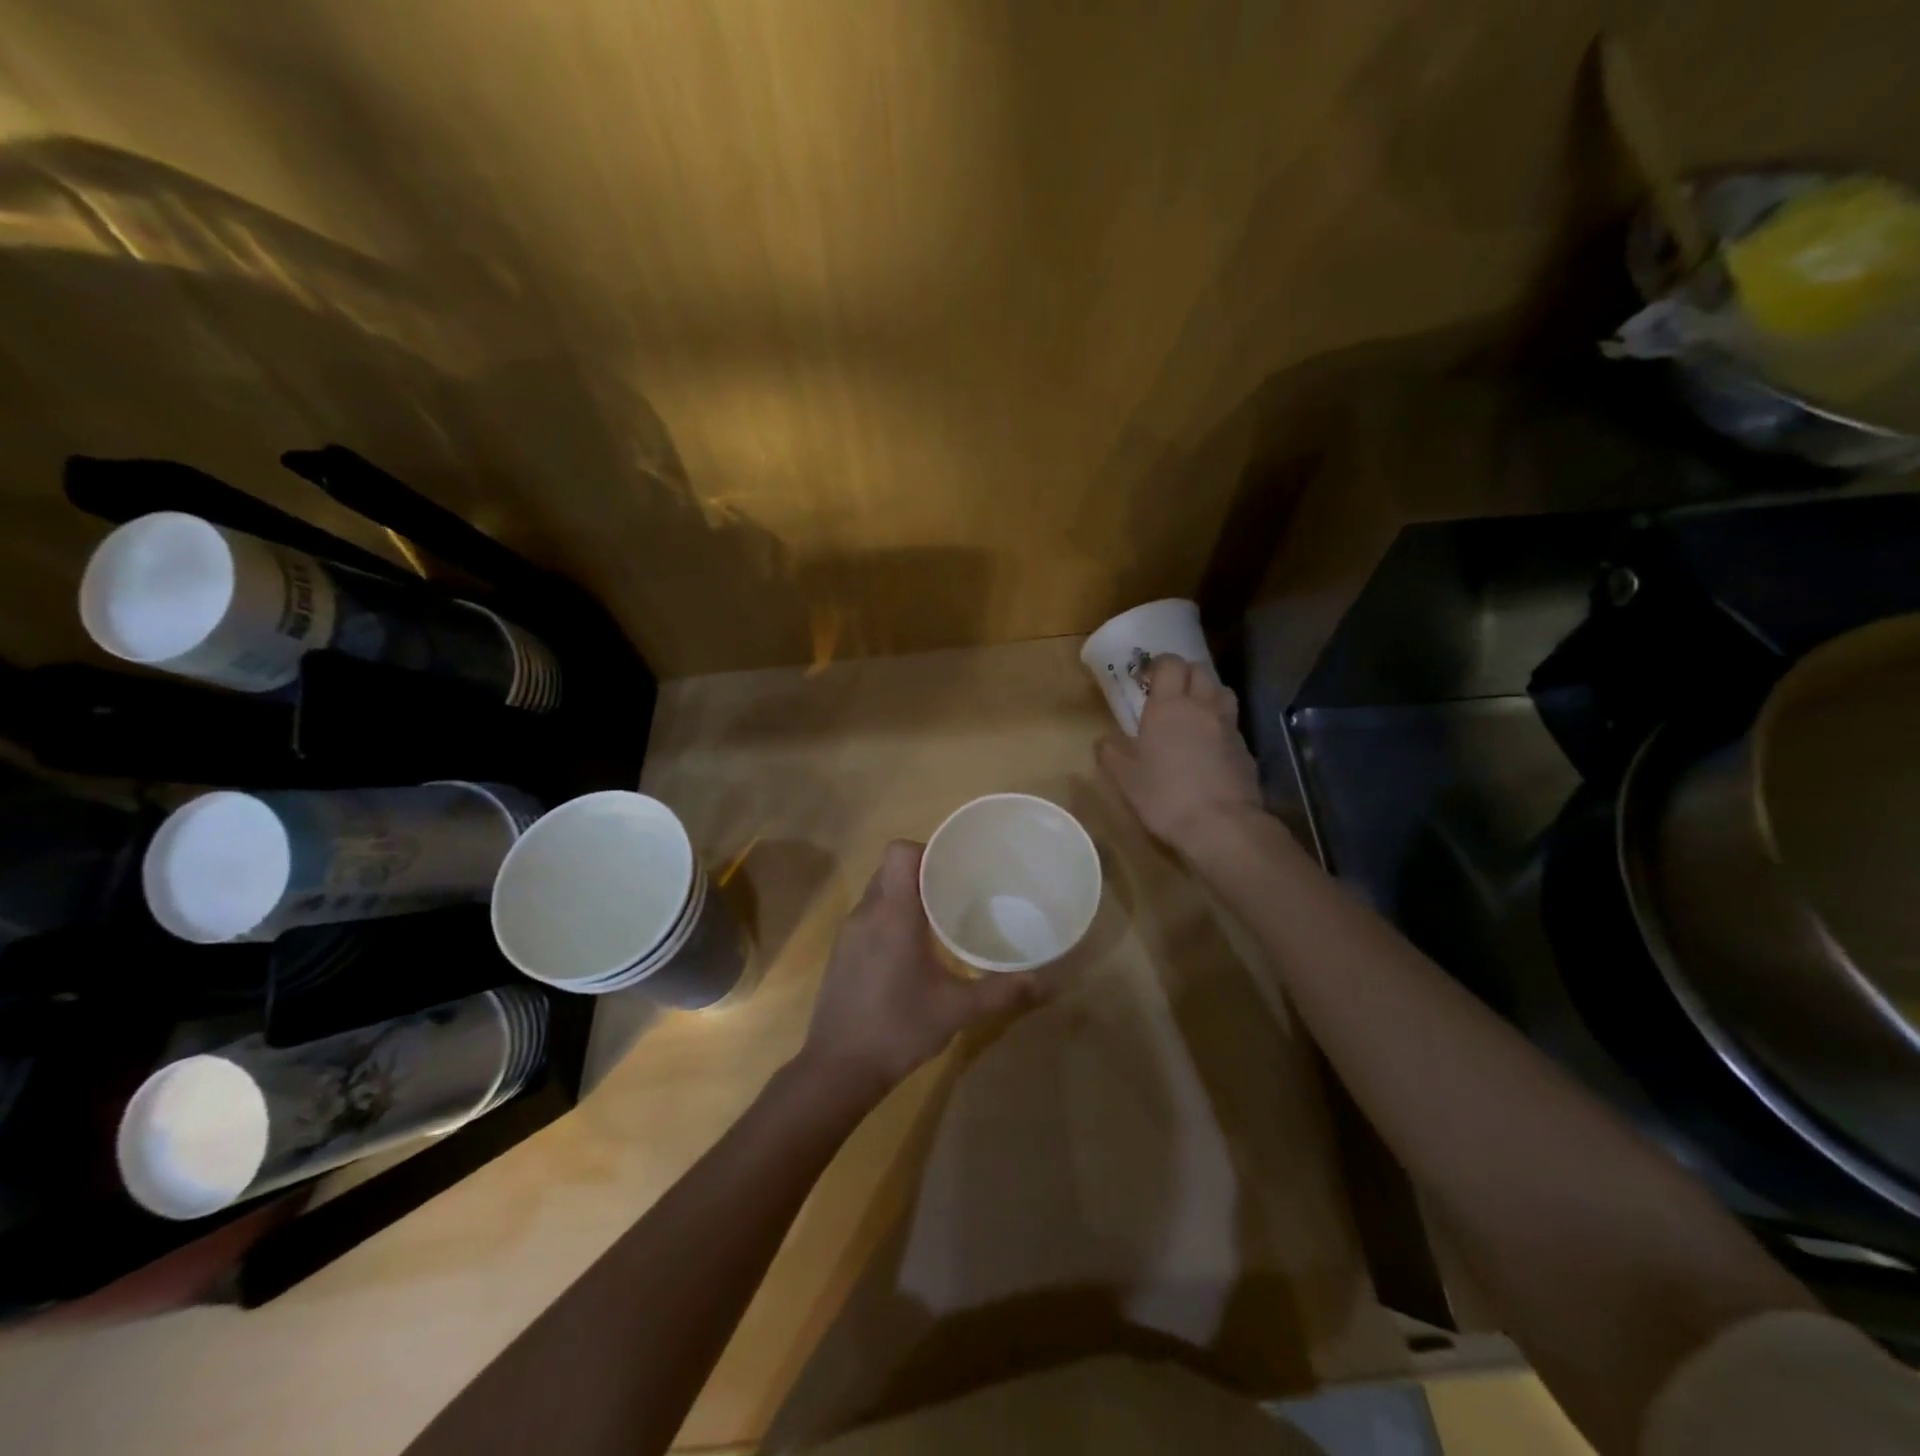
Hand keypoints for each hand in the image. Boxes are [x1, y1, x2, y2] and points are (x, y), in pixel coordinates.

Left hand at [801, 841, 1040, 1099]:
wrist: (838, 1069)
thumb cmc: (898, 1029)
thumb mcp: (956, 1010)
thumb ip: (1000, 991)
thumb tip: (1040, 980)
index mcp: (893, 915)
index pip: (900, 852)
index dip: (927, 850)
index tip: (955, 867)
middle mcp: (867, 913)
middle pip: (890, 867)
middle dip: (923, 871)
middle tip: (957, 889)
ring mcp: (849, 932)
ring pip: (878, 890)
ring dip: (906, 894)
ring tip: (939, 915)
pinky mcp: (842, 951)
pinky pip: (869, 914)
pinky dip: (890, 915)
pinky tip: (913, 947)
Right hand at [1097, 654, 1261, 851]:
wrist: (1222, 824)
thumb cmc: (1165, 796)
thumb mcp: (1126, 779)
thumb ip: (1111, 755)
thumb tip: (1102, 742)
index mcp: (1168, 706)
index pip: (1170, 664)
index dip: (1159, 665)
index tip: (1146, 678)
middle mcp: (1202, 707)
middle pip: (1200, 671)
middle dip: (1184, 674)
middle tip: (1169, 692)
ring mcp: (1229, 726)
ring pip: (1222, 691)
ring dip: (1207, 693)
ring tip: (1193, 712)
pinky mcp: (1246, 749)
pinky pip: (1232, 724)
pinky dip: (1220, 725)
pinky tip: (1210, 746)